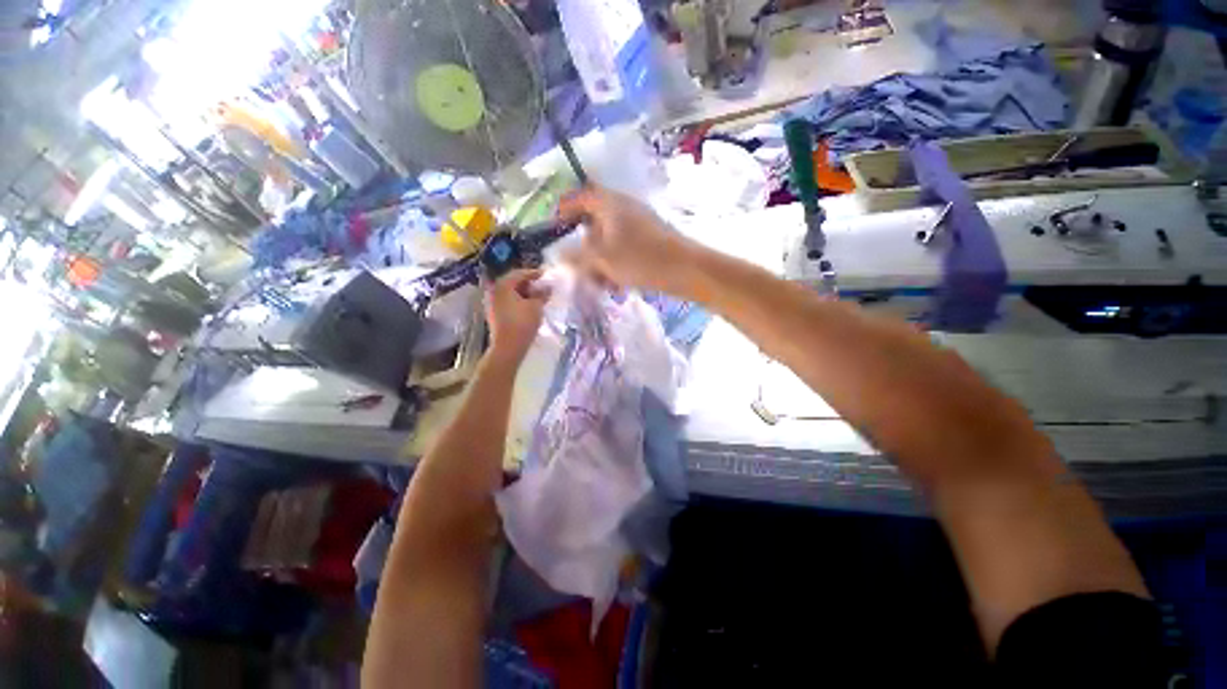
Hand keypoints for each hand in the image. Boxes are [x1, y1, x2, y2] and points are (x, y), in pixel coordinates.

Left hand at [484, 269, 549, 366]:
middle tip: (542, 286)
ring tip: (537, 297)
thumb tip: (548, 287)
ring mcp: (492, 303)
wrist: (508, 347)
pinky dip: (518, 301)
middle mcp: (494, 291)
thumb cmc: (522, 323)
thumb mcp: (536, 306)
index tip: (545, 274)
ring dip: (524, 293)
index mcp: (503, 285)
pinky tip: (529, 306)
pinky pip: (507, 302)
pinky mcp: (494, 314)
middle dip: (528, 283)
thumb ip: (542, 294)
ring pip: (510, 293)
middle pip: (513, 282)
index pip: (519, 273)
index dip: (533, 273)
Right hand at [557, 185, 696, 294]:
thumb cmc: (641, 259)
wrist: (687, 270)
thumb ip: (576, 256)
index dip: (563, 212)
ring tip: (601, 284)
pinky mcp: (649, 240)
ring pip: (608, 242)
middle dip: (584, 249)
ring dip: (600, 262)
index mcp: (609, 203)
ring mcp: (638, 224)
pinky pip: (624, 250)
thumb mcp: (602, 259)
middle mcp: (623, 208)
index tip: (554, 232)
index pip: (578, 197)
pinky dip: (616, 265)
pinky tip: (618, 286)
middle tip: (580, 270)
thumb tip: (558, 255)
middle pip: (593, 224)